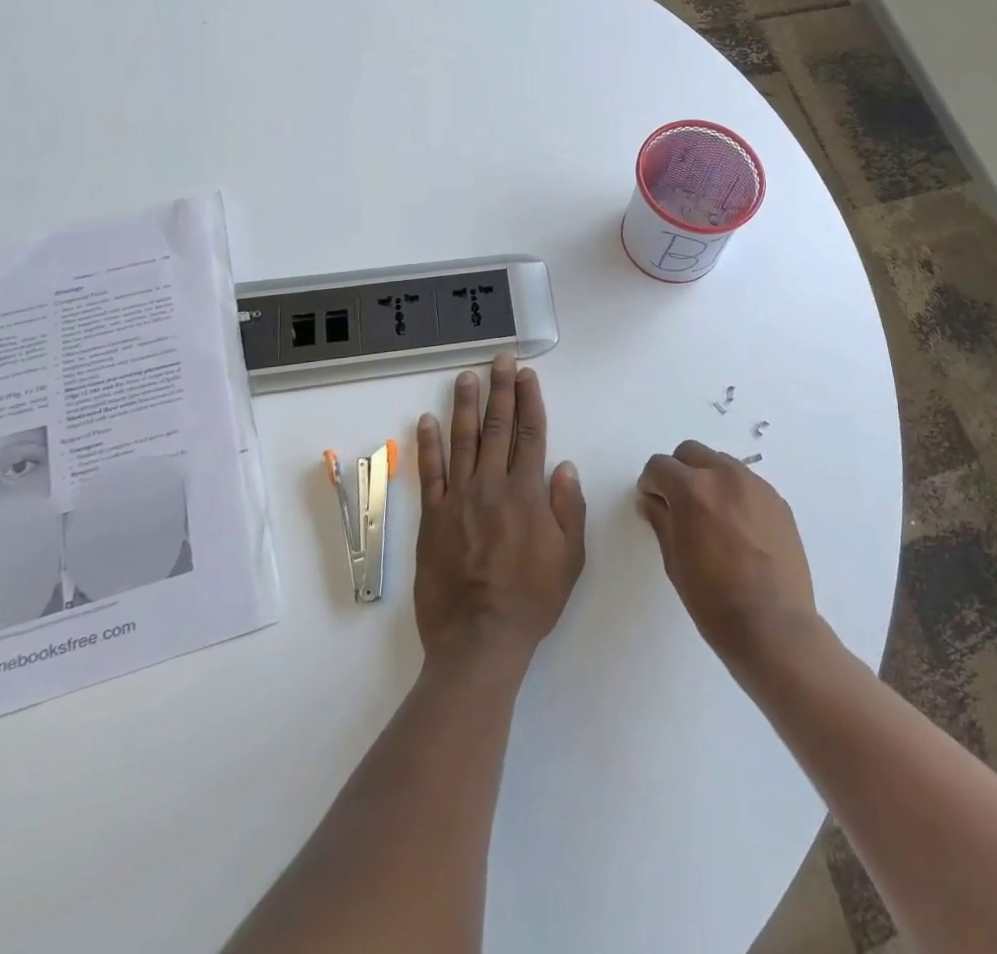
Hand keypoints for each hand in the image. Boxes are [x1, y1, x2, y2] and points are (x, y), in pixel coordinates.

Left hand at [414, 353, 586, 661]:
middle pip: (497, 427)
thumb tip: (564, 465)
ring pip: (462, 440)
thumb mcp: (570, 557)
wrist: (479, 638)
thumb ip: (568, 507)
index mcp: (527, 492)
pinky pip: (429, 472)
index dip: (529, 400)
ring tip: (466, 376)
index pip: (531, 433)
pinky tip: (427, 420)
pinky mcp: (432, 516)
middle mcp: (492, 485)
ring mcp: (458, 498)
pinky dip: (428, 444)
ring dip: (464, 405)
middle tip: (500, 358)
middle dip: (501, 389)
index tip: (526, 374)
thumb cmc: (532, 599)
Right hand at [637, 442, 820, 674]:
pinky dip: (734, 494)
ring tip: (710, 517)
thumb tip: (651, 500)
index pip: (659, 466)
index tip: (651, 503)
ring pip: (721, 463)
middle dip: (678, 472)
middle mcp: (725, 475)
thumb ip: (661, 520)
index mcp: (692, 489)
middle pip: (690, 452)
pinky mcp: (778, 500)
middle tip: (677, 505)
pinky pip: (747, 484)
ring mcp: (756, 485)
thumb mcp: (674, 560)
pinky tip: (737, 529)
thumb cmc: (713, 599)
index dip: (650, 483)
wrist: (773, 625)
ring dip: (708, 479)